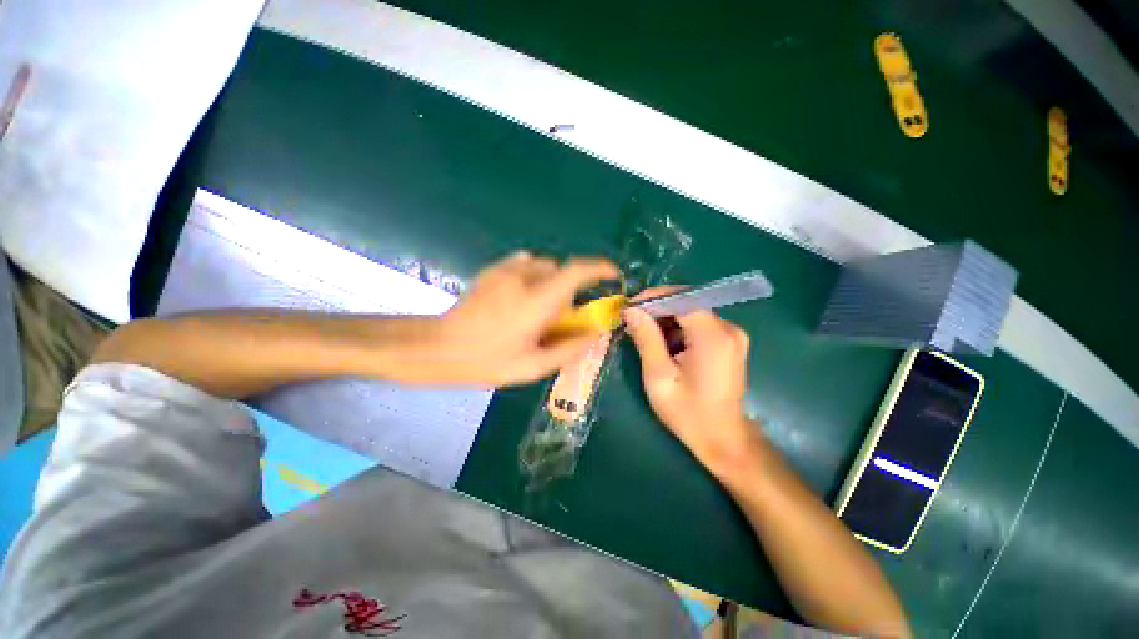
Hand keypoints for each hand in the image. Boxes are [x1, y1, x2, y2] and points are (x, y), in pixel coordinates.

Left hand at [423, 251, 619, 386]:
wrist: (437, 347)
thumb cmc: (485, 361)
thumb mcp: (531, 367)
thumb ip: (569, 350)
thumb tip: (595, 335)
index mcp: (536, 301)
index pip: (576, 271)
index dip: (600, 269)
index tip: (613, 275)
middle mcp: (524, 278)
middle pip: (561, 271)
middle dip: (569, 290)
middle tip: (558, 317)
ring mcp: (505, 270)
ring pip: (544, 267)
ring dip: (551, 284)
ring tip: (536, 309)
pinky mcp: (493, 270)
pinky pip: (525, 265)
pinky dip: (533, 277)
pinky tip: (520, 298)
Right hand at [624, 291, 762, 476]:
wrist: (723, 440)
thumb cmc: (688, 413)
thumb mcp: (659, 377)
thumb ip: (646, 339)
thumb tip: (632, 310)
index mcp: (713, 336)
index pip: (682, 298)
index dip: (654, 297)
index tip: (630, 307)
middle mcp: (728, 329)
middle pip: (687, 303)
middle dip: (658, 310)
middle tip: (633, 323)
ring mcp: (732, 335)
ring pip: (692, 313)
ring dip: (667, 320)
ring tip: (645, 337)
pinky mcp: (730, 342)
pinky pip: (699, 324)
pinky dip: (679, 329)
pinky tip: (665, 346)